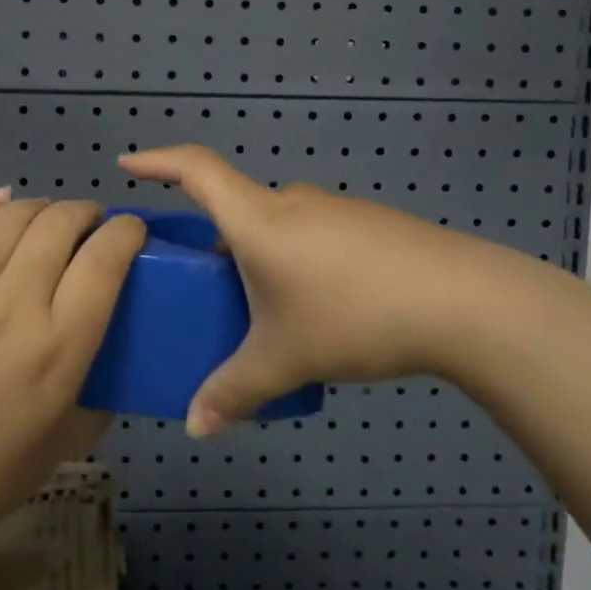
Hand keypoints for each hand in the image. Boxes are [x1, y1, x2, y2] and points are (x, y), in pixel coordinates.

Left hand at [0, 189, 145, 564]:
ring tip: (44, 217)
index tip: (129, 231)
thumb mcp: (64, 443)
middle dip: (83, 211)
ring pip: (7, 219)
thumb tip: (112, 363)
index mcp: (57, 350)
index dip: (126, 231)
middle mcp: (10, 309)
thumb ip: (99, 397)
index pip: (104, 261)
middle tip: (86, 223)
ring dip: (38, 207)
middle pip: (57, 225)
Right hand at [119, 146, 542, 434]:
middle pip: (237, 207)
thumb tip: (197, 428)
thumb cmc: (352, 314)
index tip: (127, 163)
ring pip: (279, 226)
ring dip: (261, 257)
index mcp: (257, 218)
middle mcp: (292, 202)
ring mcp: (336, 211)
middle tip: (206, 286)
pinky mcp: (372, 227)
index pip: (194, 169)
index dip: (157, 161)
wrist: (463, 301)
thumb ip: (234, 392)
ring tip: (264, 310)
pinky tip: (320, 310)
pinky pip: (315, 236)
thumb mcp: (284, 359)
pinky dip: (299, 263)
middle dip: (215, 242)